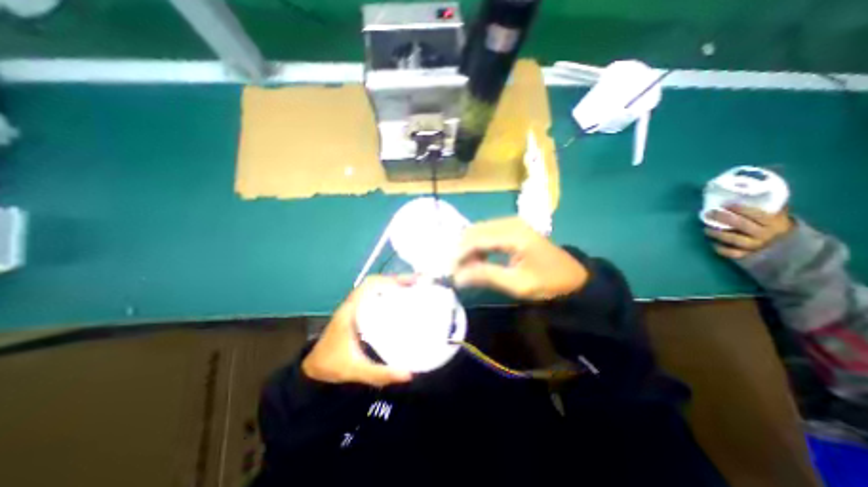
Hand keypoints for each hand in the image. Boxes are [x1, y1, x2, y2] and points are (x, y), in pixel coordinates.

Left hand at [303, 278, 412, 386]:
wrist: (313, 370)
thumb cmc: (332, 366)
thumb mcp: (355, 370)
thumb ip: (380, 374)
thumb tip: (408, 374)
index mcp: (350, 311)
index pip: (369, 285)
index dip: (390, 280)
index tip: (409, 282)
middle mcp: (352, 304)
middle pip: (375, 283)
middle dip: (396, 280)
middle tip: (417, 284)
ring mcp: (354, 307)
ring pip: (374, 289)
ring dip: (392, 285)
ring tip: (413, 289)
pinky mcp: (357, 313)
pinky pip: (374, 297)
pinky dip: (388, 294)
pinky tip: (401, 302)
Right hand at [451, 218, 585, 300]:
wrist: (576, 280)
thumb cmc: (549, 283)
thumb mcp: (517, 284)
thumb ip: (486, 276)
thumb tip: (457, 277)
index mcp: (513, 233)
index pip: (476, 238)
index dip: (459, 254)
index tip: (449, 271)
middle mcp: (510, 222)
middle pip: (474, 231)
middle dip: (461, 250)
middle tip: (455, 271)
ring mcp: (512, 224)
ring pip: (479, 231)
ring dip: (468, 248)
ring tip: (464, 268)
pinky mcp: (513, 229)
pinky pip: (487, 234)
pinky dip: (478, 247)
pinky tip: (477, 260)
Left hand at [705, 204, 790, 260]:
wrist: (787, 247)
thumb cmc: (773, 225)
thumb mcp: (776, 215)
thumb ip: (767, 205)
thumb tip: (751, 188)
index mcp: (774, 222)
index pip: (758, 214)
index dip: (741, 209)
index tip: (726, 204)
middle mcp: (765, 234)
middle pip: (743, 225)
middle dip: (724, 218)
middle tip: (709, 213)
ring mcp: (756, 246)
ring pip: (735, 240)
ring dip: (718, 234)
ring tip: (706, 229)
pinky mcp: (747, 255)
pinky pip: (732, 253)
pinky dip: (721, 249)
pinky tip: (713, 243)